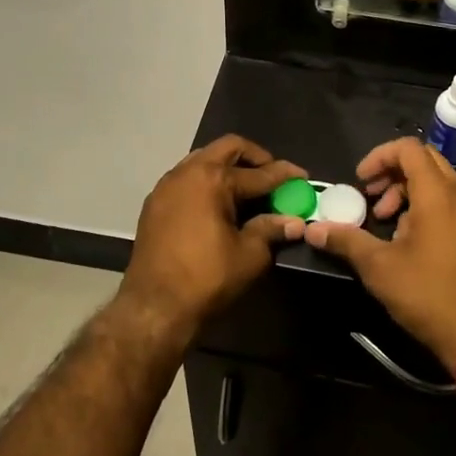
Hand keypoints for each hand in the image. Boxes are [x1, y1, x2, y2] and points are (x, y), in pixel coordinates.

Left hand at [119, 136, 306, 339]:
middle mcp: (188, 171)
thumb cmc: (206, 278)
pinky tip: (217, 204)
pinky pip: (187, 178)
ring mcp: (167, 185)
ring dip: (227, 167)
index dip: (284, 176)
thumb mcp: (249, 255)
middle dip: (255, 158)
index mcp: (213, 179)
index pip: (259, 173)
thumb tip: (295, 222)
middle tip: (272, 176)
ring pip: (204, 159)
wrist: (153, 307)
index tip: (302, 177)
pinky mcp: (154, 202)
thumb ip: (271, 230)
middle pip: (228, 148)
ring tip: (246, 190)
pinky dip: (207, 182)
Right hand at [305, 137, 455, 370]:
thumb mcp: (379, 268)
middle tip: (372, 197)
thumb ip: (346, 241)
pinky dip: (427, 205)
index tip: (361, 181)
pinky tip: (410, 239)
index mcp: (438, 194)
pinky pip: (451, 201)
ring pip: (439, 181)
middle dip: (393, 172)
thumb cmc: (429, 295)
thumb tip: (313, 230)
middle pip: (425, 160)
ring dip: (408, 190)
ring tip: (387, 221)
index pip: (409, 149)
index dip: (380, 156)